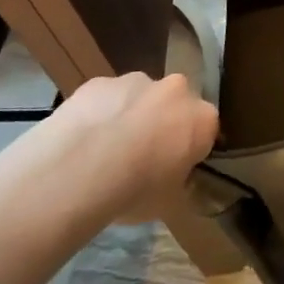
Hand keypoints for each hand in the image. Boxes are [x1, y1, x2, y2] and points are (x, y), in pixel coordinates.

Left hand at [50, 72, 218, 225]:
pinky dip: (98, 113)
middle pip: (173, 104)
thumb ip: (179, 183)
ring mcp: (135, 80)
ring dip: (129, 115)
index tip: (174, 168)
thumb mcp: (169, 202)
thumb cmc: (135, 191)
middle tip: (141, 157)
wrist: (78, 171)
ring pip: (138, 97)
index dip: (189, 149)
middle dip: (162, 123)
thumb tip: (176, 179)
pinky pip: (104, 98)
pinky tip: (81, 141)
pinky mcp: (98, 82)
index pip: (205, 130)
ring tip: (104, 151)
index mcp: (202, 118)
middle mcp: (175, 90)